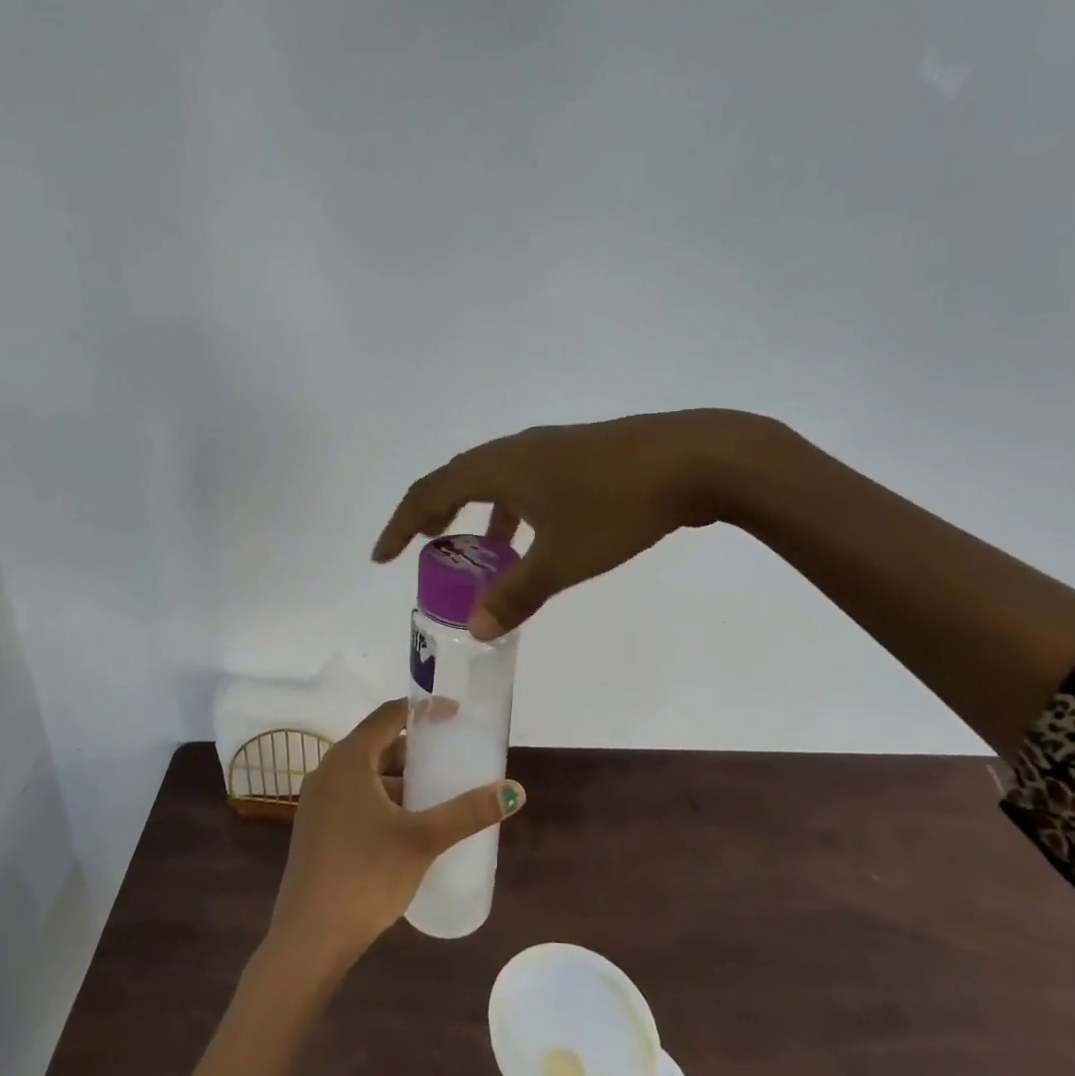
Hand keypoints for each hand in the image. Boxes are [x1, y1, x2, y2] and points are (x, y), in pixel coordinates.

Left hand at [269, 699, 524, 963]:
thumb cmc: (365, 876)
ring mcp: (319, 801)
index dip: (423, 710)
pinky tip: (409, 825)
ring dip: (401, 778)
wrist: (308, 939)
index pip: (389, 714)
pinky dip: (384, 799)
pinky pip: (356, 797)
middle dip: (416, 749)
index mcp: (349, 759)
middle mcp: (329, 770)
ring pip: (367, 774)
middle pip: (378, 744)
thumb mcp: (422, 840)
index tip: (455, 715)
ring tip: (438, 792)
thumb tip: (515, 791)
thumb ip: (467, 812)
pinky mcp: (318, 829)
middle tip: (453, 757)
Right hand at [371, 409, 778, 639]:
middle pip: (455, 477)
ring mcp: (548, 447)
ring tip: (472, 547)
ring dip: (473, 511)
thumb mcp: (562, 559)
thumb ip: (516, 594)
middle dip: (432, 514)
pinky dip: (509, 507)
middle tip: (420, 547)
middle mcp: (515, 450)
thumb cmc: (616, 507)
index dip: (401, 524)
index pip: (429, 492)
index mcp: (498, 468)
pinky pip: (522, 479)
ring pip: (492, 478)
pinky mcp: (577, 452)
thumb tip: (477, 628)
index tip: (381, 555)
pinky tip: (531, 533)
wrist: (693, 458)